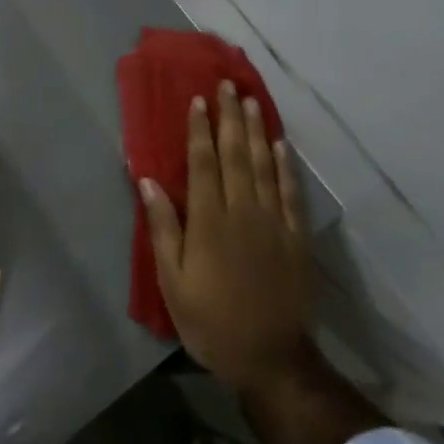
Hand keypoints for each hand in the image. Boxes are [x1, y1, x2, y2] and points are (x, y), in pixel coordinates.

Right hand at [141, 80, 313, 400]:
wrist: (270, 358)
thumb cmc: (211, 322)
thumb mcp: (173, 282)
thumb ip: (163, 229)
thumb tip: (148, 182)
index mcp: (209, 222)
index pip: (204, 164)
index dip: (200, 130)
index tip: (198, 100)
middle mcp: (243, 212)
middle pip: (235, 155)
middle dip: (229, 118)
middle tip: (226, 85)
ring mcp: (273, 222)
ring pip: (263, 165)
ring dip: (256, 131)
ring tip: (250, 101)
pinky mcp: (295, 237)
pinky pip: (290, 192)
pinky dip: (285, 165)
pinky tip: (280, 144)